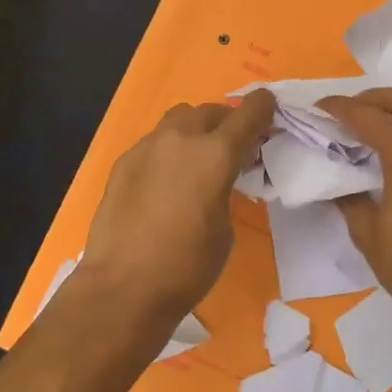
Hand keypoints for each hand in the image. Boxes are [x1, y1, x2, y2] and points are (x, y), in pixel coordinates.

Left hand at [75, 91, 276, 331]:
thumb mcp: (225, 228)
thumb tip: (215, 182)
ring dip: (194, 129)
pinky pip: (153, 143)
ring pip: (178, 119)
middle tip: (234, 145)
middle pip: (209, 111)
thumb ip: (225, 190)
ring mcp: (147, 147)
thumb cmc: (187, 266)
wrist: (123, 286)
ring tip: (197, 158)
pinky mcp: (123, 162)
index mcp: (215, 154)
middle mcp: (180, 139)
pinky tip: (164, 181)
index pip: (246, 115)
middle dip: (226, 121)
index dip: (262, 107)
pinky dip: (167, 151)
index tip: (268, 105)